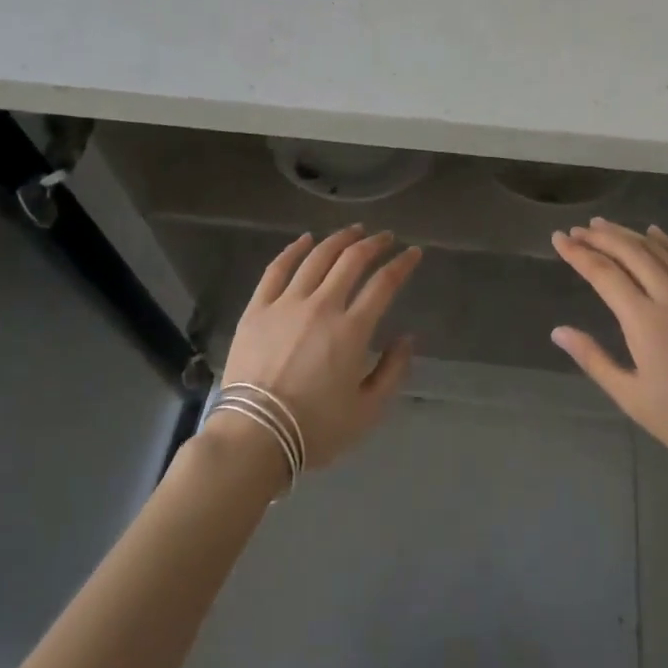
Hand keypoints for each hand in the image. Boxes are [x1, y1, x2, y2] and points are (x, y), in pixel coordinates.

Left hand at [217, 226, 420, 470]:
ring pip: (317, 257)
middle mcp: (322, 306)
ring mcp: (286, 303)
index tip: (413, 252)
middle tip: (386, 237)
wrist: (254, 436)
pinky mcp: (257, 308)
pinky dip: (294, 249)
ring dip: (339, 239)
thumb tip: (406, 338)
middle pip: (352, 260)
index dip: (402, 264)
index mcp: (352, 330)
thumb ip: (393, 371)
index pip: (384, 283)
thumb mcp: (368, 411)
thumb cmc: (315, 429)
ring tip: (353, 230)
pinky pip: (277, 268)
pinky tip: (305, 239)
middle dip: (374, 243)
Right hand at [552, 219, 667, 482]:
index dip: (578, 254)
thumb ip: (593, 359)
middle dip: (600, 237)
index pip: (604, 274)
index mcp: (645, 321)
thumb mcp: (632, 397)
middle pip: (631, 252)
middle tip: (577, 230)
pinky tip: (655, 234)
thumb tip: (558, 331)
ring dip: (629, 234)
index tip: (558, 239)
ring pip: (659, 251)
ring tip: (604, 225)